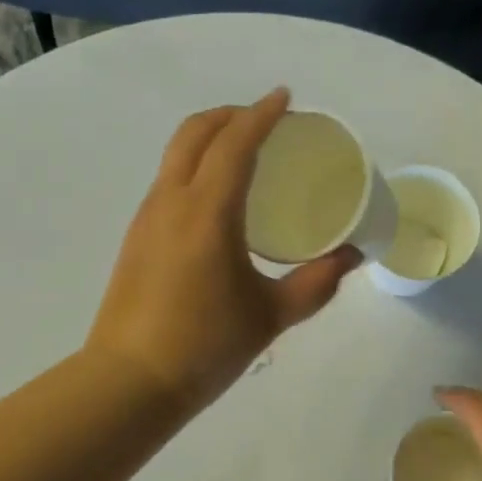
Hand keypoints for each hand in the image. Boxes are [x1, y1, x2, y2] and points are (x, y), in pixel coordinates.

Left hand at [86, 89, 359, 409]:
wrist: (130, 382)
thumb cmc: (205, 346)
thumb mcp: (270, 316)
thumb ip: (315, 283)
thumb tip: (351, 257)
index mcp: (207, 212)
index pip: (235, 143)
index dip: (262, 114)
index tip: (285, 98)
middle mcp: (171, 201)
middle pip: (195, 132)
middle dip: (230, 115)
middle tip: (264, 121)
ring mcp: (146, 218)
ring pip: (175, 155)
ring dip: (208, 139)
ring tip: (243, 155)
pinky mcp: (135, 239)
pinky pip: (167, 182)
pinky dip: (193, 168)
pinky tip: (215, 200)